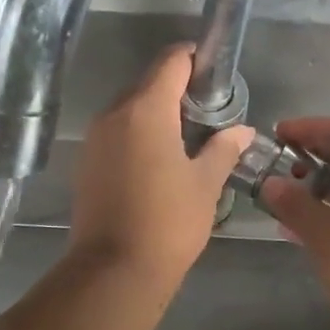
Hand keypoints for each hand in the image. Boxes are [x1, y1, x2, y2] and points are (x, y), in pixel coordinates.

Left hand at [68, 45, 251, 289]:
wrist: (114, 271)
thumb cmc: (168, 222)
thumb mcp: (205, 184)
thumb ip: (223, 149)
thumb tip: (242, 131)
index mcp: (145, 110)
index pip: (171, 62)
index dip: (195, 58)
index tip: (216, 73)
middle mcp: (114, 114)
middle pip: (148, 83)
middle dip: (178, 89)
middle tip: (209, 112)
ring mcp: (95, 139)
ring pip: (130, 109)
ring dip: (157, 113)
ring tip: (187, 138)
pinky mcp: (86, 162)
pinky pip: (117, 133)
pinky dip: (138, 134)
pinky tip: (159, 160)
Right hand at [260, 118, 329, 328]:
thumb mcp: (323, 234)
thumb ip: (294, 204)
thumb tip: (270, 182)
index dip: (312, 127)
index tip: (279, 134)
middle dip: (308, 157)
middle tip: (274, 164)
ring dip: (311, 187)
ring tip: (277, 195)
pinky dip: (320, 212)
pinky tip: (292, 228)